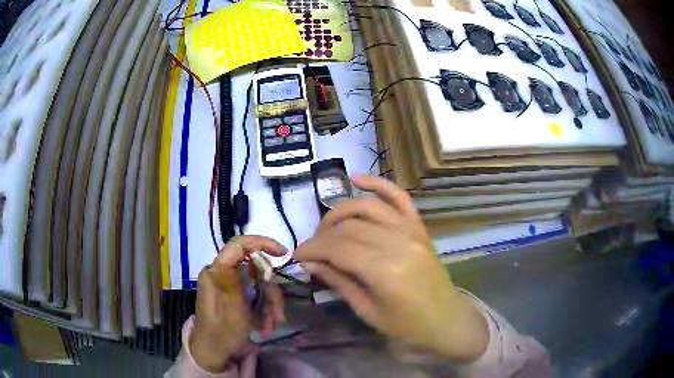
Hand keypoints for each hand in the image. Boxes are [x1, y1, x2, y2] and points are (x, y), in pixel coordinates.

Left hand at [190, 236, 287, 372]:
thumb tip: (241, 250)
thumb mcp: (232, 311)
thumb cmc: (222, 334)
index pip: (238, 246)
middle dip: (270, 292)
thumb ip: (237, 280)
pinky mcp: (235, 295)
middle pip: (255, 270)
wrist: (215, 354)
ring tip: (271, 325)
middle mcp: (222, 275)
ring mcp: (229, 285)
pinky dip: (265, 309)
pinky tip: (266, 325)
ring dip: (269, 305)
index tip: (283, 253)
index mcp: (216, 274)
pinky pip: (256, 295)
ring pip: (259, 284)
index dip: (261, 243)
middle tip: (277, 314)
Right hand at [295, 176, 488, 362]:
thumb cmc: (407, 325)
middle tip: (311, 249)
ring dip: (340, 211)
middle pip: (349, 227)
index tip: (297, 255)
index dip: (312, 249)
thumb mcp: (367, 311)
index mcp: (385, 271)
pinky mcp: (419, 227)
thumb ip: (338, 282)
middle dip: (322, 235)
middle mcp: (399, 243)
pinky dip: (377, 184)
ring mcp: (412, 230)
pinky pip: (398, 197)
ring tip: (326, 227)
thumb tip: (309, 263)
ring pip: (367, 207)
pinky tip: (356, 179)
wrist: (446, 319)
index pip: (338, 248)